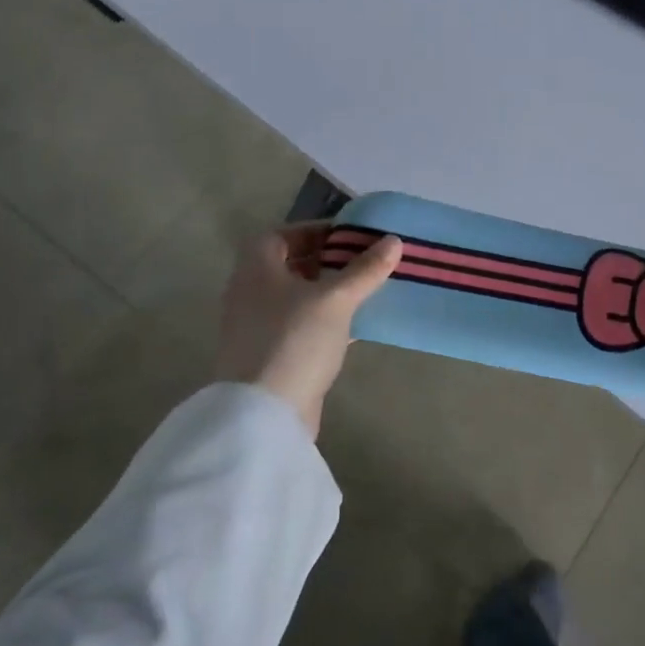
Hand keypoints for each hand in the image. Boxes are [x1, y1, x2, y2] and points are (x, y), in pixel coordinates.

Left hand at [214, 222, 402, 436]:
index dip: (314, 231)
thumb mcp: (336, 299)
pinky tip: (354, 327)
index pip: (281, 235)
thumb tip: (394, 240)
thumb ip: (365, 269)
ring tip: (365, 290)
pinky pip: (300, 327)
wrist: (264, 414)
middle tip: (363, 261)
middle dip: (326, 261)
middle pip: (289, 266)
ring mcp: (257, 328)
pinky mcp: (271, 356)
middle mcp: (250, 294)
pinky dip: (325, 321)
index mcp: (256, 270)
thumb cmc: (294, 341)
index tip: (349, 236)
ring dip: (327, 292)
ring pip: (296, 298)